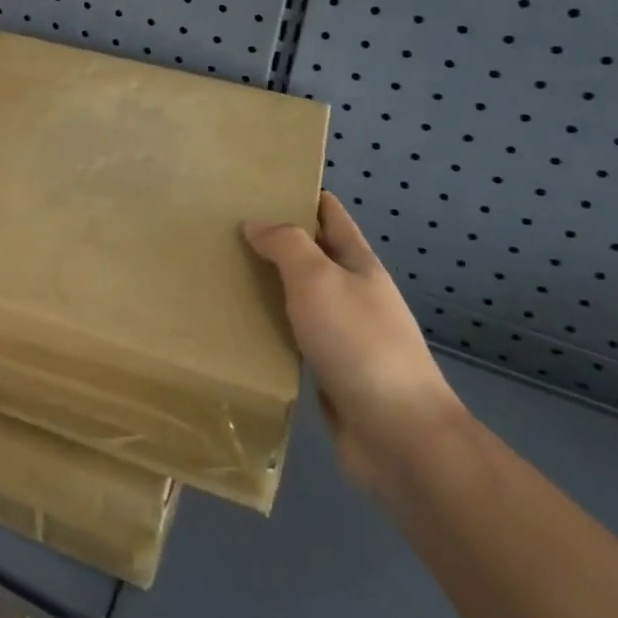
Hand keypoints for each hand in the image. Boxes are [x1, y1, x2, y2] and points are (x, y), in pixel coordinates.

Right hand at [244, 192, 463, 487]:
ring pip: (298, 296)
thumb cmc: (359, 343)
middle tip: (222, 228)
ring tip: (219, 272)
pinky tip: (237, 325)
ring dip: (266, 284)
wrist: (398, 434)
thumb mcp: (319, 279)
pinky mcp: (328, 369)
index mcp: (358, 263)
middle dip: (273, 239)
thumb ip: (286, 245)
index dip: (300, 193)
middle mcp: (353, 292)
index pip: (329, 213)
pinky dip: (268, 326)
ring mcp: (343, 333)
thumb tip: (256, 223)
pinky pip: (292, 335)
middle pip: (311, 254)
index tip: (257, 183)